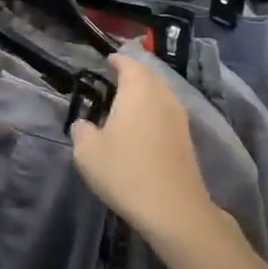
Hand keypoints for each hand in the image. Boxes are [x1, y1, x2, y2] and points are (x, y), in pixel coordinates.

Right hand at [70, 54, 219, 245]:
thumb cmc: (125, 172)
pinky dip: (153, 112)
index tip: (106, 62)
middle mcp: (162, 96)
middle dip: (132, 75)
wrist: (172, 208)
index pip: (128, 63)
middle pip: (148, 75)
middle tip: (113, 81)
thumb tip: (84, 123)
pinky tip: (141, 127)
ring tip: (125, 104)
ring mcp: (179, 116)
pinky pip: (166, 112)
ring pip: (160, 94)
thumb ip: (81, 130)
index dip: (116, 60)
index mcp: (138, 90)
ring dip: (144, 94)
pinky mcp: (186, 137)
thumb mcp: (87, 152)